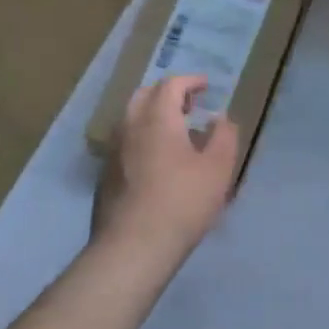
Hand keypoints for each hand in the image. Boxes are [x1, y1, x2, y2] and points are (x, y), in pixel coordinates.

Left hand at [92, 75, 238, 260]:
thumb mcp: (218, 169)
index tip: (206, 86)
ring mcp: (113, 151)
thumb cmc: (182, 203)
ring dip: (153, 115)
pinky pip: (125, 143)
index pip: (170, 85)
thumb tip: (220, 118)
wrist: (133, 247)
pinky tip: (156, 161)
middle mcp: (129, 126)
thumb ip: (224, 136)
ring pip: (131, 119)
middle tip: (190, 104)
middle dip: (168, 94)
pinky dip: (142, 138)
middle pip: (145, 96)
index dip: (190, 81)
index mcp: (157, 118)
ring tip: (175, 131)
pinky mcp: (105, 175)